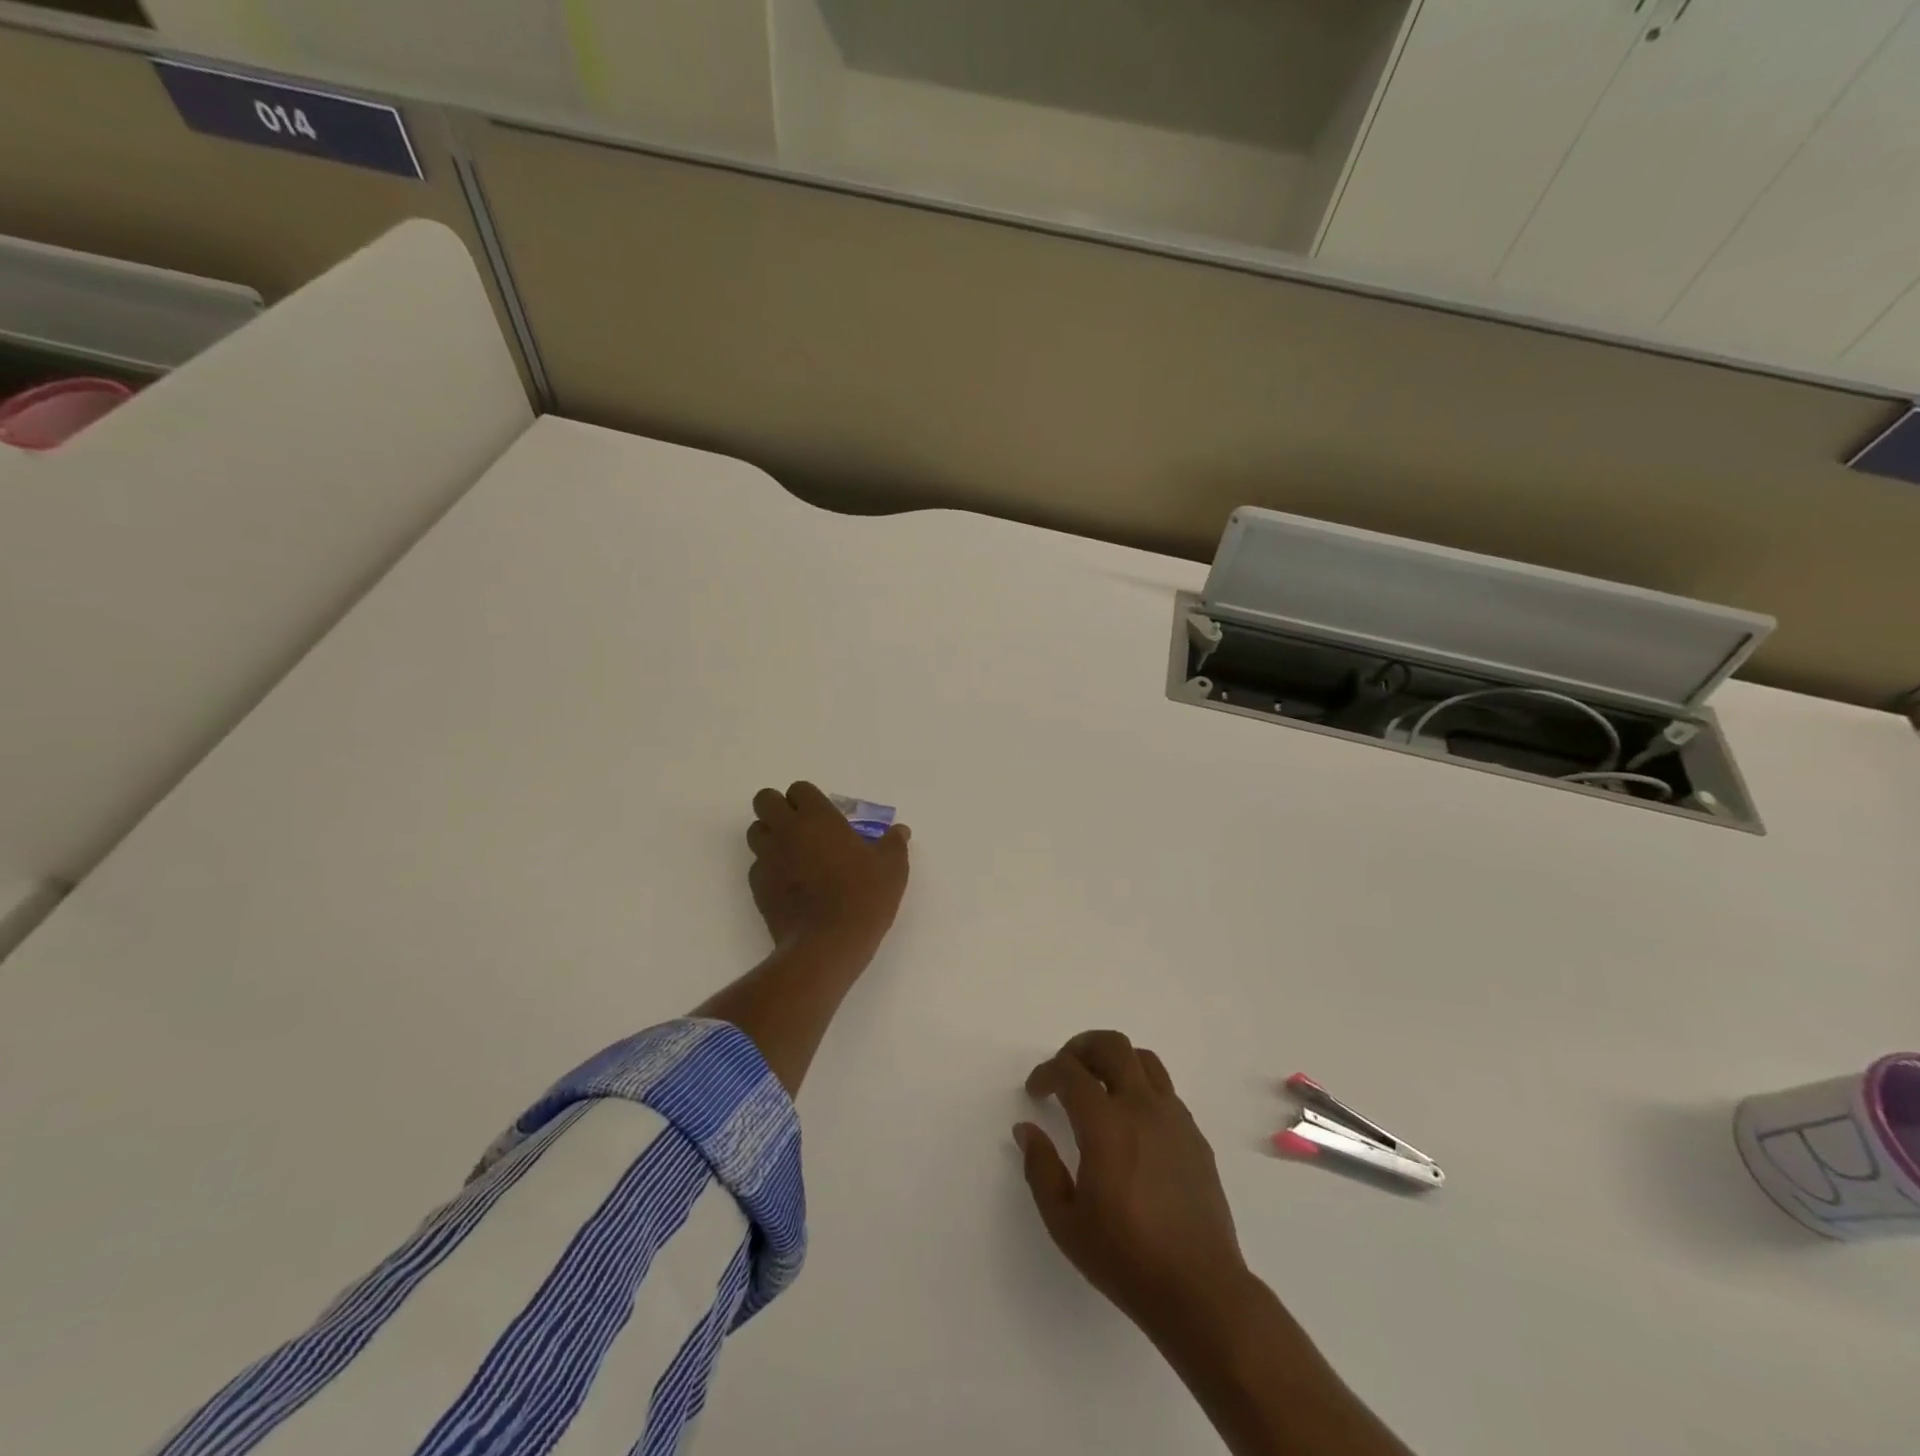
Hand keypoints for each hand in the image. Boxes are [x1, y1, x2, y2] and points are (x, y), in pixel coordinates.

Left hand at [747, 782, 910, 960]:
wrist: (828, 944)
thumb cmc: (863, 896)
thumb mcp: (892, 868)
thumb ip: (894, 844)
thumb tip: (900, 831)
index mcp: (818, 818)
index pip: (799, 789)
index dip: (808, 799)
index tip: (823, 815)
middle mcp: (787, 831)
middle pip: (765, 801)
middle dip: (778, 808)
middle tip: (801, 826)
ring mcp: (768, 859)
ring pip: (755, 832)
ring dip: (770, 835)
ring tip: (793, 853)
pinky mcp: (757, 887)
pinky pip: (757, 866)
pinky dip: (769, 868)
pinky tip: (790, 884)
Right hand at [1015, 1031, 1251, 1342]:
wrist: (1200, 1290)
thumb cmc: (1125, 1258)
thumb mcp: (1065, 1222)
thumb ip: (1040, 1168)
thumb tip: (1026, 1129)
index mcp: (1106, 1124)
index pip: (1070, 1072)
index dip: (1046, 1073)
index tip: (1035, 1092)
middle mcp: (1142, 1107)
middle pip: (1112, 1046)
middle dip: (1081, 1047)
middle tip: (1065, 1070)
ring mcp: (1174, 1118)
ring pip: (1144, 1059)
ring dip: (1115, 1060)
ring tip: (1098, 1085)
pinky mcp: (1195, 1136)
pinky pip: (1165, 1090)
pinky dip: (1141, 1087)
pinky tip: (1131, 1121)